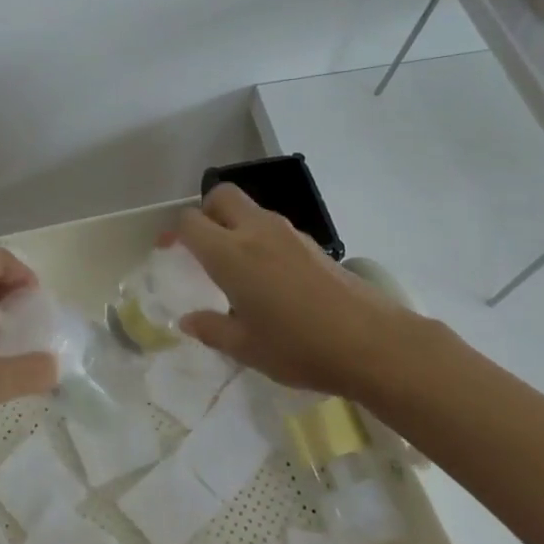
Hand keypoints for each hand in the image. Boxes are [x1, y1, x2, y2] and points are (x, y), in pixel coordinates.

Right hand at [175, 184, 420, 401]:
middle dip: (205, 213)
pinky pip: (273, 228)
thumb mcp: (246, 348)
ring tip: (235, 268)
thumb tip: (188, 320)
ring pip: (250, 210)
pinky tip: (269, 278)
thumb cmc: (299, 347)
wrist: (373, 343)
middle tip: (202, 247)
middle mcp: (257, 232)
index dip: (174, 233)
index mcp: (231, 254)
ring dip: (234, 226)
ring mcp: (289, 234)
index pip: (191, 222)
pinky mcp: (312, 244)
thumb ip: (211, 329)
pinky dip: (260, 239)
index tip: (170, 252)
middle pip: (221, 196)